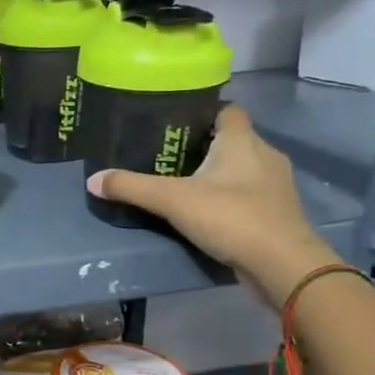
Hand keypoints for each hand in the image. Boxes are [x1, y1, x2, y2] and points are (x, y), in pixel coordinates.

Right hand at [86, 104, 340, 308]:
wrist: (282, 264)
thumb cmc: (231, 217)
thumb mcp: (172, 200)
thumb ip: (132, 187)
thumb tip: (92, 180)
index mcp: (242, 140)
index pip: (226, 109)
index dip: (202, 111)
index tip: (173, 121)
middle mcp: (264, 154)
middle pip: (231, 139)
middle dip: (202, 145)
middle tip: (166, 154)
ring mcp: (274, 185)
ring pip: (241, 168)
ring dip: (216, 173)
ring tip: (181, 183)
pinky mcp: (276, 212)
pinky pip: (247, 193)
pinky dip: (228, 197)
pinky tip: (205, 210)